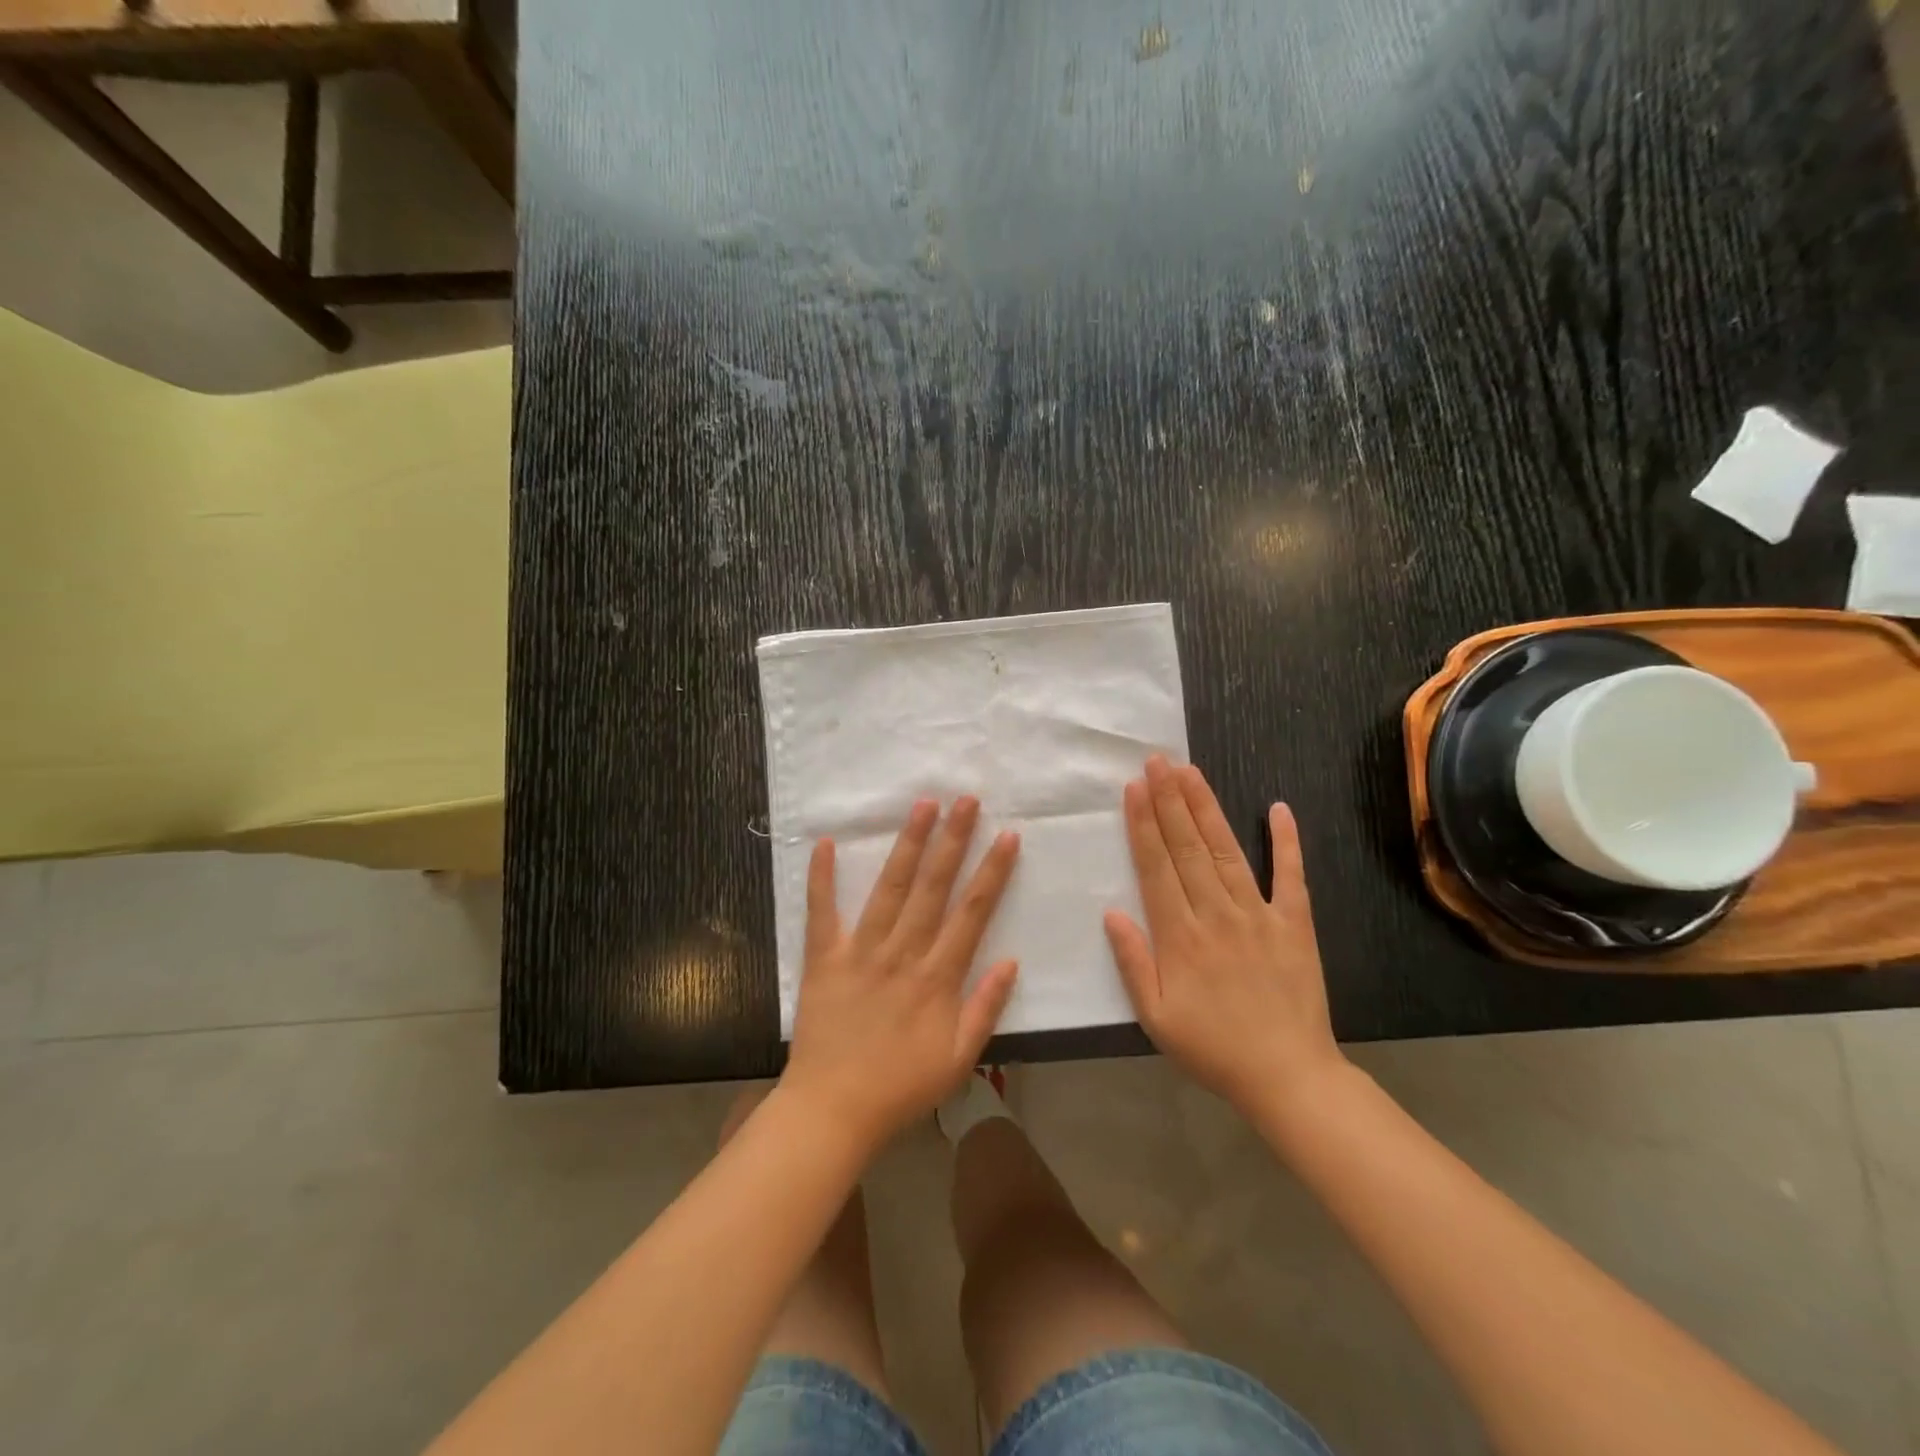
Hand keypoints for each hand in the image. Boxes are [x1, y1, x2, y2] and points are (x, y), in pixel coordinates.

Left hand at [780, 797, 1020, 1154]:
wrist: (833, 1111)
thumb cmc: (901, 1087)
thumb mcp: (960, 1059)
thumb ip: (986, 1008)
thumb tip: (1012, 960)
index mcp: (938, 977)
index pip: (972, 913)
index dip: (992, 872)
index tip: (1007, 836)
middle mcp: (903, 953)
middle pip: (934, 887)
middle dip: (953, 840)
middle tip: (967, 800)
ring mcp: (861, 951)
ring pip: (890, 888)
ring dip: (908, 844)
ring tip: (923, 805)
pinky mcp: (824, 958)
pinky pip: (822, 912)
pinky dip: (822, 878)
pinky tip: (825, 843)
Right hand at [1104, 755, 1344, 1116]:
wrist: (1287, 1077)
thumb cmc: (1212, 1048)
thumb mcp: (1155, 1017)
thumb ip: (1132, 962)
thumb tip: (1112, 911)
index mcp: (1180, 936)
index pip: (1156, 867)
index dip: (1143, 824)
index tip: (1134, 788)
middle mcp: (1217, 914)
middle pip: (1188, 848)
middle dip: (1170, 800)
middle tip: (1157, 761)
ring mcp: (1260, 915)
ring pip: (1227, 851)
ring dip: (1207, 809)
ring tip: (1191, 772)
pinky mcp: (1295, 923)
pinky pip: (1291, 876)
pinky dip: (1287, 842)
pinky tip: (1279, 808)